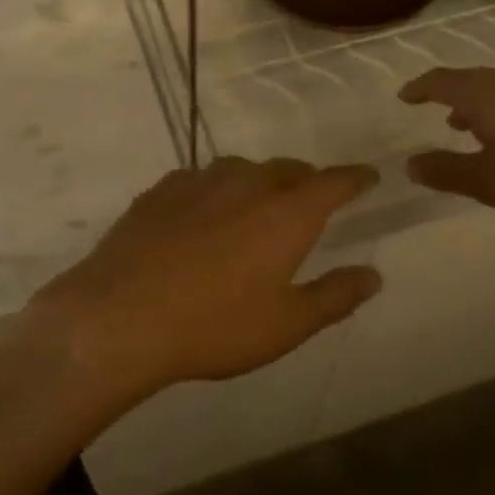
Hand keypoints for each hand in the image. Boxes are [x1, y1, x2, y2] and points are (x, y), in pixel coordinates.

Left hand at [21, 158, 382, 408]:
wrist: (121, 315)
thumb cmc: (215, 325)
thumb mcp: (286, 324)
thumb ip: (335, 296)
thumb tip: (373, 275)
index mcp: (287, 213)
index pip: (333, 182)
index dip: (355, 178)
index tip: (368, 175)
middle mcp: (247, 183)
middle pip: (288, 169)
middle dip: (307, 180)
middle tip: (312, 201)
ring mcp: (200, 181)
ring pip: (242, 169)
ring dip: (259, 182)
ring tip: (257, 206)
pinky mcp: (161, 189)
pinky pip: (201, 180)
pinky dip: (214, 191)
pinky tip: (202, 214)